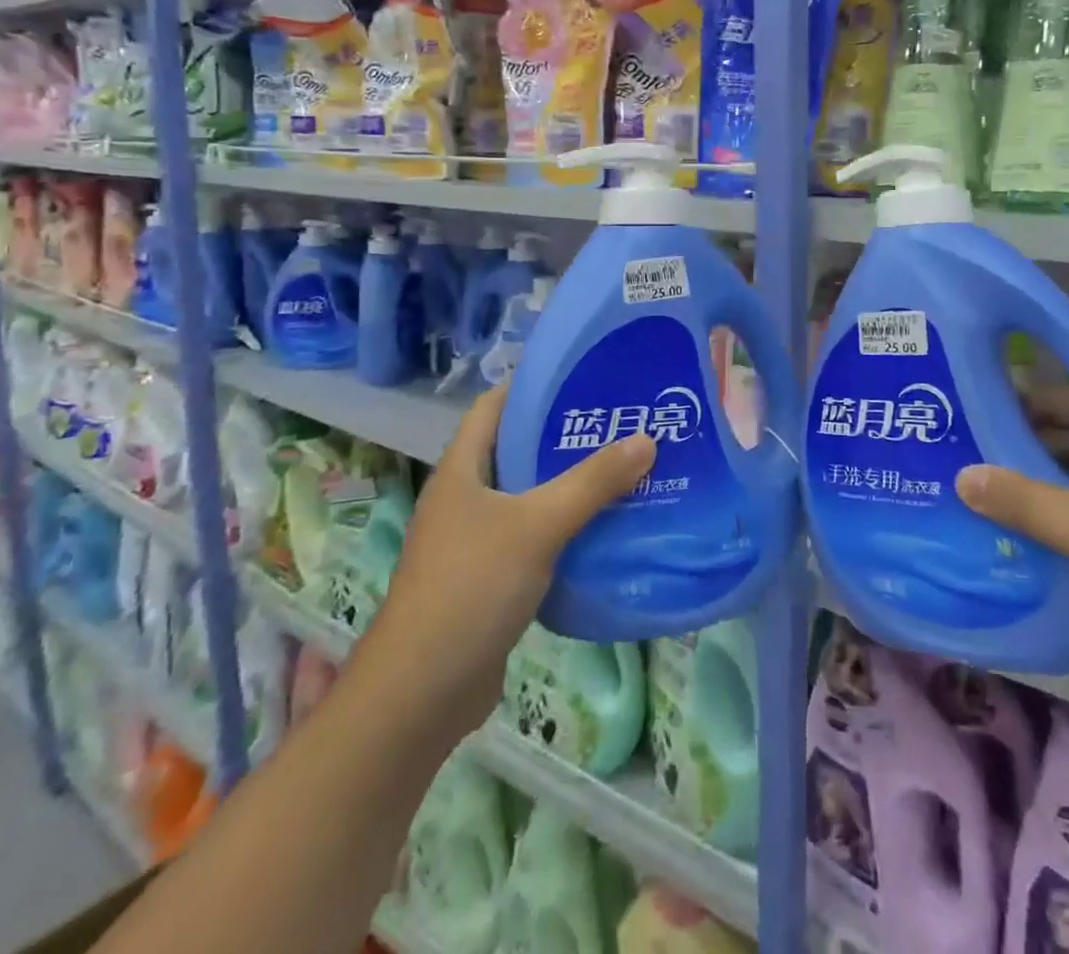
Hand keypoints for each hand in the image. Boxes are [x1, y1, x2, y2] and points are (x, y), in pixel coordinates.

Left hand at [361, 386, 656, 743]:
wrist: (421, 693)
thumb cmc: (471, 587)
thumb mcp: (538, 525)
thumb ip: (593, 482)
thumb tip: (647, 439)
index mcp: (462, 470)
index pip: (494, 406)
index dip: (533, 385)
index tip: (583, 376)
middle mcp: (466, 498)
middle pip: (518, 451)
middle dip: (565, 436)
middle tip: (619, 423)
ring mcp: (476, 542)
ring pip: (529, 498)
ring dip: (570, 486)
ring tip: (624, 469)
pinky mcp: (491, 580)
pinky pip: (534, 540)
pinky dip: (566, 530)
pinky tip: (605, 530)